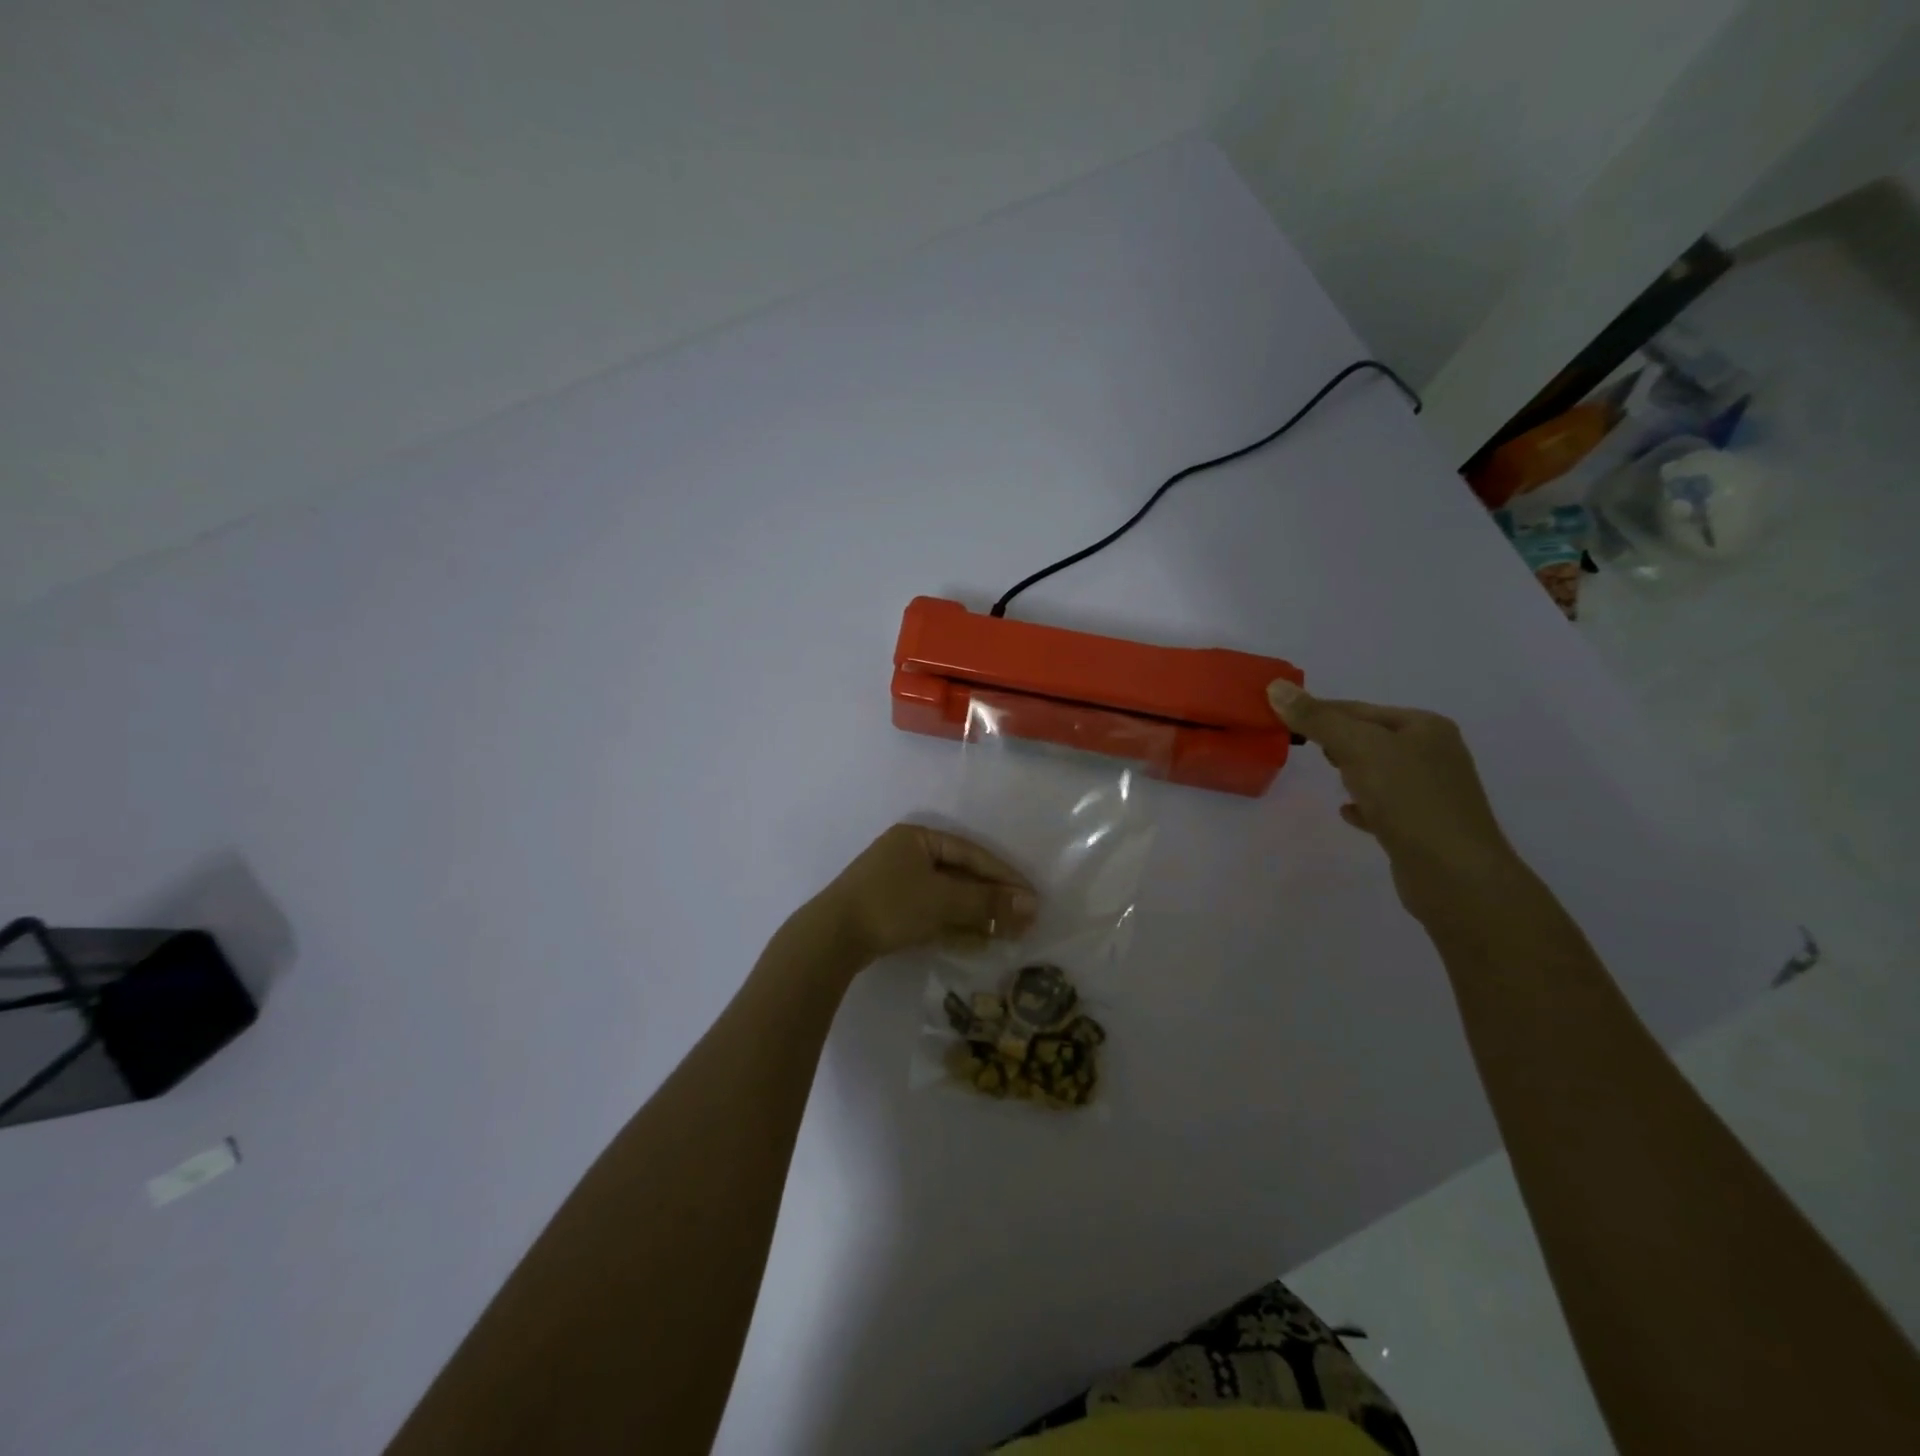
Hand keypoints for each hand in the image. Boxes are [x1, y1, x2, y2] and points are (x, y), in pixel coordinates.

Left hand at [820, 823, 1038, 962]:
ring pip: (948, 897)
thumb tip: (1033, 905)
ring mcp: (898, 883)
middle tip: (1024, 919)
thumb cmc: (890, 905)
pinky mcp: (891, 911)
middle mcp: (908, 854)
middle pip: (961, 875)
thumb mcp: (943, 900)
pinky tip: (980, 942)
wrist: (831, 938)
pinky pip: (932, 913)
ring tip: (1008, 934)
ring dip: (977, 915)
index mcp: (918, 838)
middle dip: (992, 898)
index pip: (972, 853)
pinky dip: (955, 926)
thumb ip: (988, 902)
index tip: (1031, 897)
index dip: (1004, 876)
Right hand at [1267, 680, 1523, 924]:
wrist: (1454, 874)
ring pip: (1379, 771)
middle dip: (1337, 740)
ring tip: (1328, 775)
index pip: (1359, 709)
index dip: (1320, 711)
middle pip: (1371, 737)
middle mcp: (1434, 754)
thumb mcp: (1358, 748)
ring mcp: (1431, 792)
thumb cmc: (1409, 799)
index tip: (1282, 719)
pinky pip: (1385, 806)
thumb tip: (1276, 687)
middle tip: (1302, 746)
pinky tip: (1347, 812)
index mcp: (1425, 727)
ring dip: (1351, 771)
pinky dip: (1363, 804)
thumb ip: (1317, 719)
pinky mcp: (1423, 826)